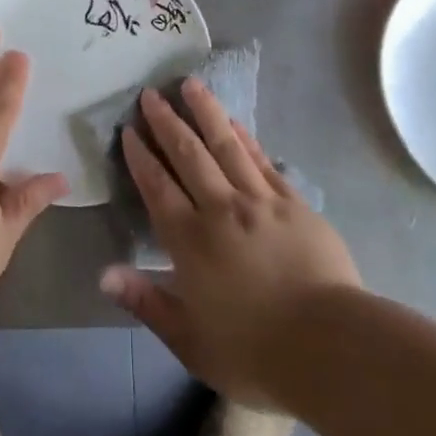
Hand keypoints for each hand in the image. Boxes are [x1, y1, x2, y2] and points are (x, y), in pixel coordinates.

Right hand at [100, 79, 361, 405]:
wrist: (332, 347)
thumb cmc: (255, 352)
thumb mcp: (190, 340)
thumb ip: (146, 302)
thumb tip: (104, 274)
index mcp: (190, 241)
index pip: (158, 187)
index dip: (141, 156)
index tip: (129, 130)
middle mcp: (220, 209)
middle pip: (188, 154)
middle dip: (166, 122)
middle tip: (150, 94)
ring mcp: (260, 201)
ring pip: (225, 145)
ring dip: (205, 112)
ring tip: (189, 84)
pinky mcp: (293, 203)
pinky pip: (261, 160)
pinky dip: (244, 137)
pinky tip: (233, 122)